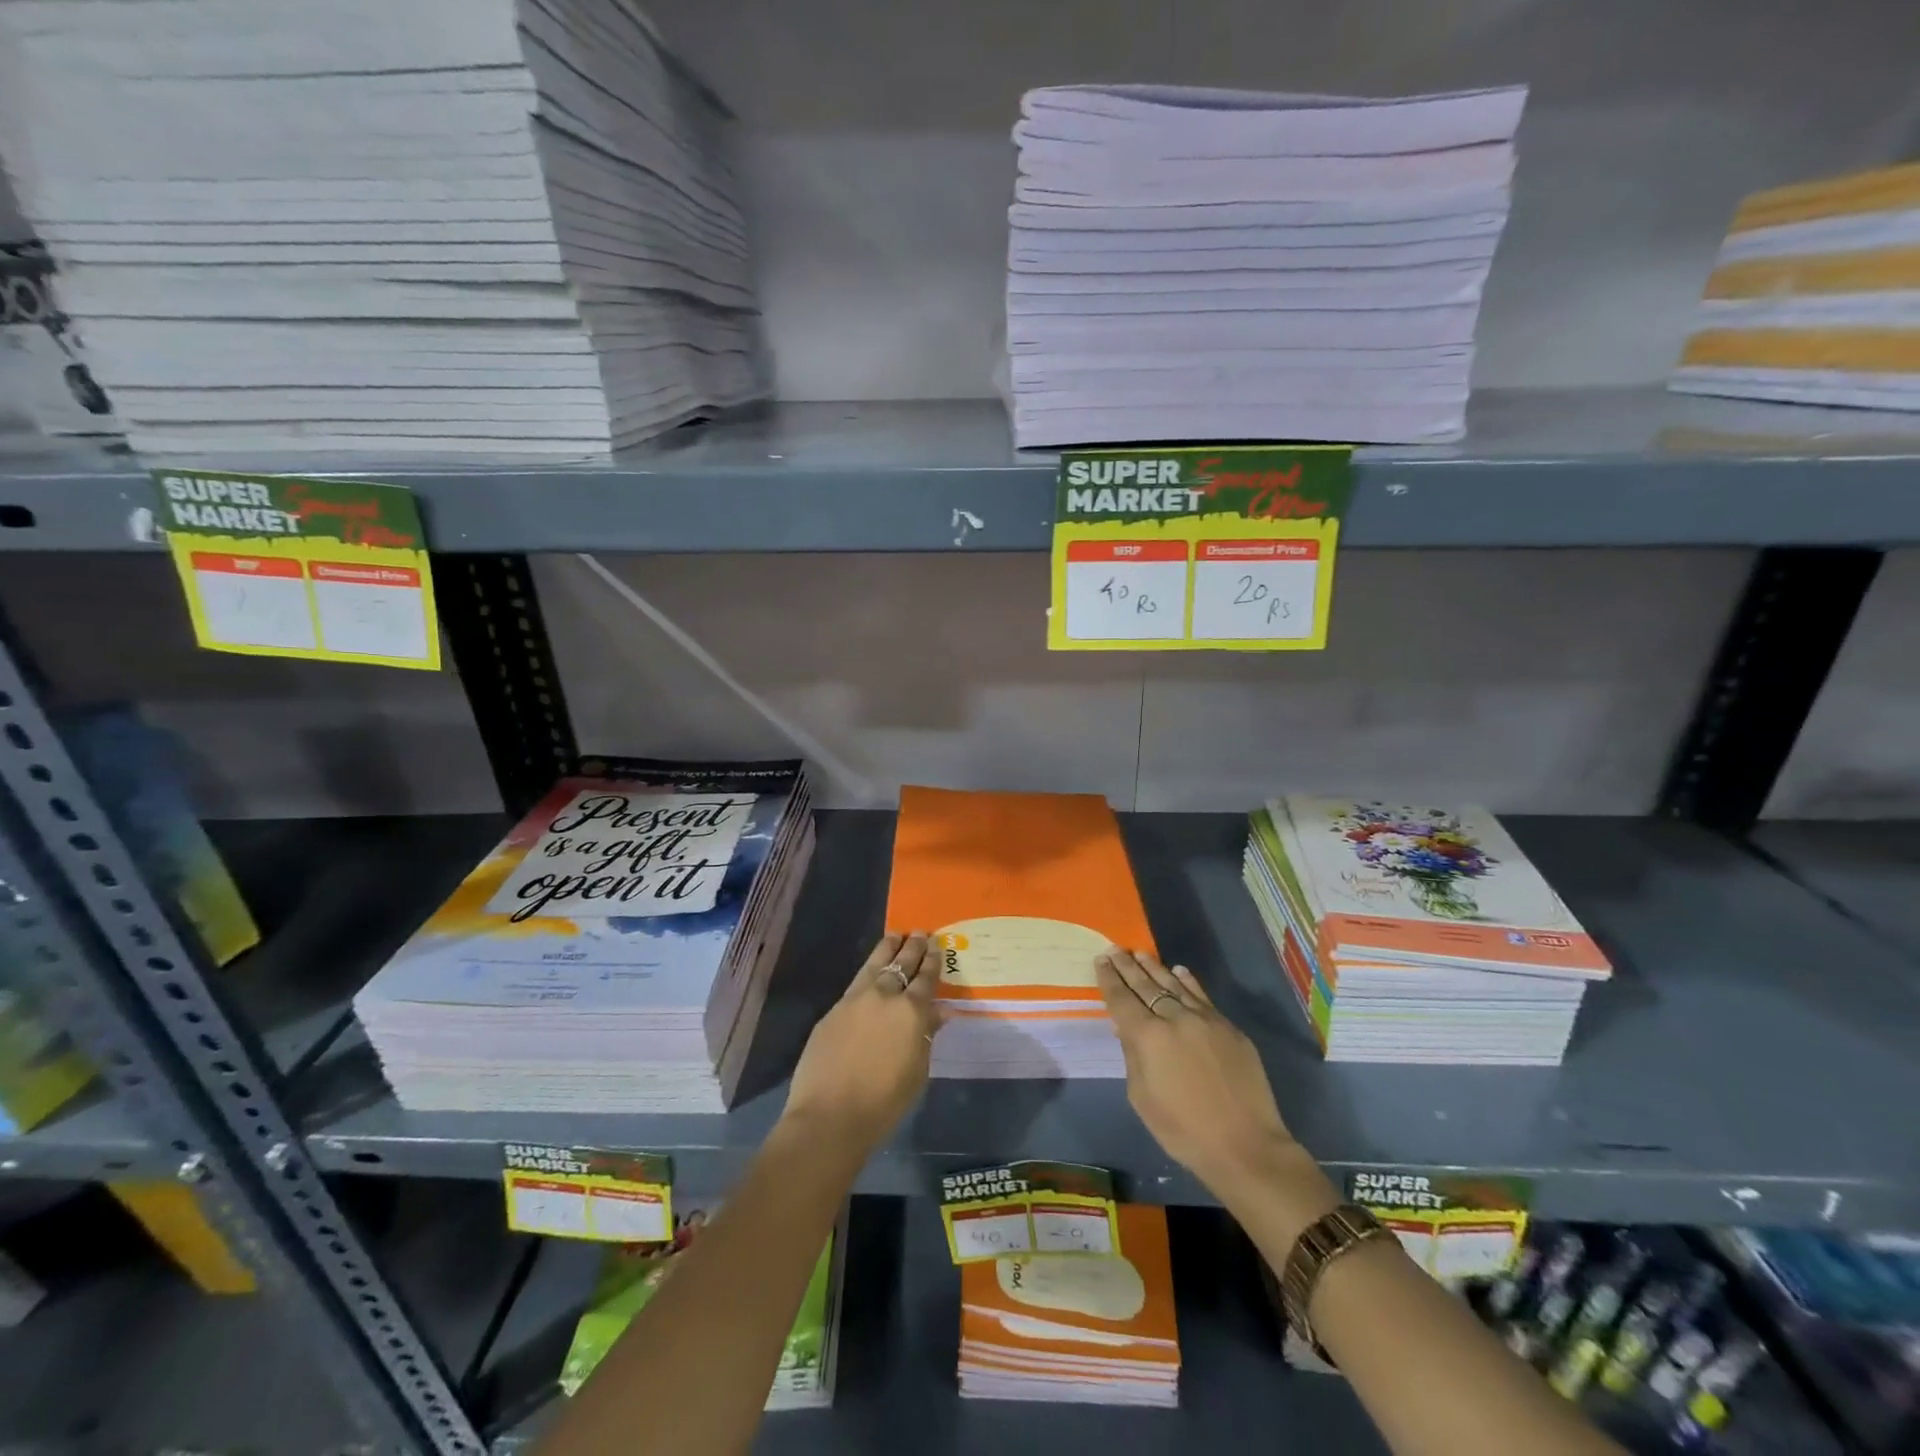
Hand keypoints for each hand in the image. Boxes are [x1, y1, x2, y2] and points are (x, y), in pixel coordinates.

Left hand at [783, 932, 941, 1150]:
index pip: (926, 979)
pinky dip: (868, 971)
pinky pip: (856, 982)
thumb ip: (927, 1036)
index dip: (932, 962)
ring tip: (895, 935)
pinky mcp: (833, 1011)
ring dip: (887, 949)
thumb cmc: (884, 1102)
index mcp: (911, 1011)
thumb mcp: (917, 1072)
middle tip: (920, 933)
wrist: (829, 1115)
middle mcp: (884, 996)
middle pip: (901, 964)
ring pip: (875, 964)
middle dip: (913, 948)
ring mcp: (855, 1000)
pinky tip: (870, 971)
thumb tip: (939, 1012)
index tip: (937, 946)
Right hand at [1097, 948, 1306, 1200]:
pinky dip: (1188, 982)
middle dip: (1127, 967)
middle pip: (1146, 985)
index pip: (1122, 999)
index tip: (1101, 960)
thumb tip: (1127, 1029)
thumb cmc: (1183, 1130)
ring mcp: (1205, 1020)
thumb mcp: (1142, 1098)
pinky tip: (1179, 971)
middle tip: (1115, 949)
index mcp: (1148, 1037)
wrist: (1245, 1146)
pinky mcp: (1229, 1028)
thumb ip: (1132, 1056)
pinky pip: (1202, 997)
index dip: (1109, 979)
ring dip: (1154, 968)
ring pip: (1174, 985)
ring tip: (1140, 953)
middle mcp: (1175, 1018)